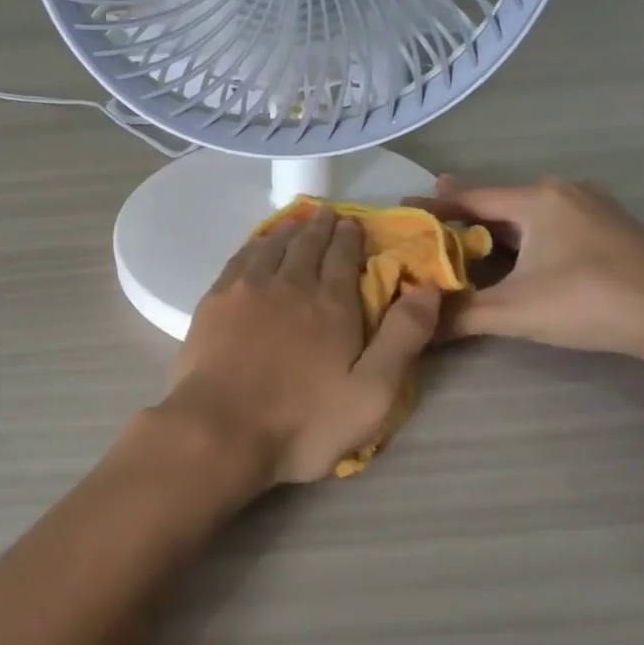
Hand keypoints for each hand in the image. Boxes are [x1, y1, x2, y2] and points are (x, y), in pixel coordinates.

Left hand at [157, 205, 440, 486]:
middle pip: (307, 245)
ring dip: (288, 230)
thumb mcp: (371, 393)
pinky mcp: (215, 301)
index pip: (342, 257)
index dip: (349, 237)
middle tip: (327, 214)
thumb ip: (402, 337)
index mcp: (330, 304)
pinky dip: (254, 245)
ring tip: (296, 222)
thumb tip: (428, 287)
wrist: (220, 430)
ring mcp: (247, 289)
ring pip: (272, 246)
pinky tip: (257, 245)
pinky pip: (240, 258)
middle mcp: (289, 284)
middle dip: (320, 227)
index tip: (353, 223)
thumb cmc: (303, 422)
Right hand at [407, 176, 643, 360]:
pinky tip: (521, 257)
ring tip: (470, 241)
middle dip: (466, 216)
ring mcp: (594, 207)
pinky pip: (555, 224)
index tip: (404, 208)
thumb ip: (461, 317)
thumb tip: (418, 329)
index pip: (472, 199)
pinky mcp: (613, 228)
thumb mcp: (513, 312)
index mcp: (537, 200)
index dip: (434, 206)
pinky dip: (528, 237)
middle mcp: (564, 192)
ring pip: (530, 214)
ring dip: (499, 229)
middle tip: (433, 224)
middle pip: (501, 203)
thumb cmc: (586, 302)